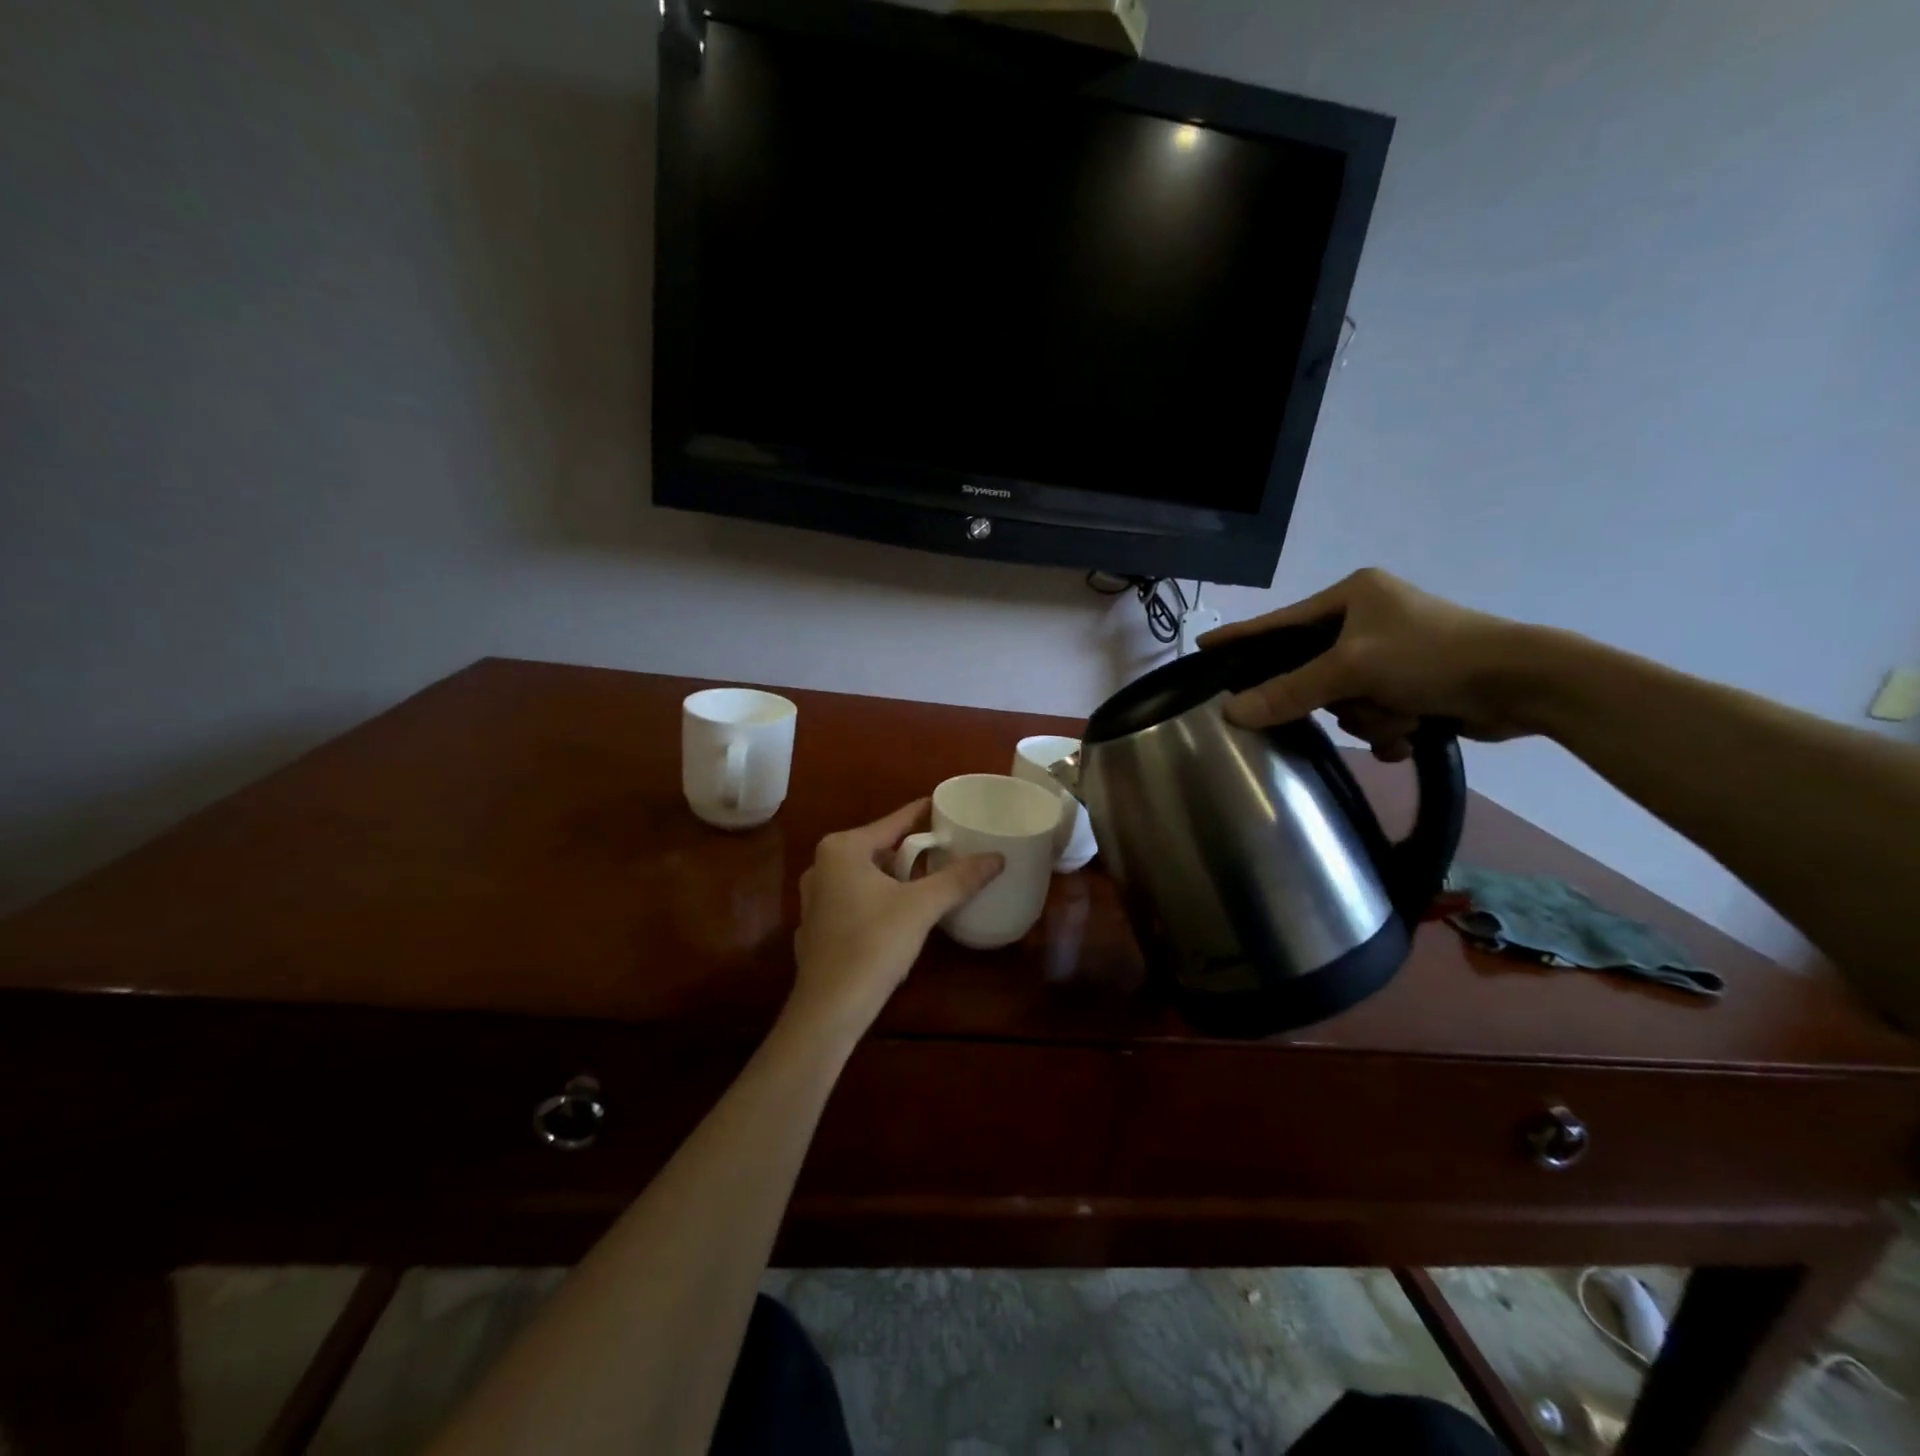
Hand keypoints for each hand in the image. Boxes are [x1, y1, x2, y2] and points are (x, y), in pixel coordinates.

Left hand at [785, 800, 1003, 1040]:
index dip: (922, 813)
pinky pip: (854, 899)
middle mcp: (822, 865)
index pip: (893, 822)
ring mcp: (814, 897)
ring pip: (865, 875)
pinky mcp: (816, 926)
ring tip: (928, 877)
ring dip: (894, 875)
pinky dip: (877, 898)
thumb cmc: (874, 944)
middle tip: (946, 847)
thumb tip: (998, 858)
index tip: (946, 806)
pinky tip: (897, 913)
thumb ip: (959, 878)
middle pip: (878, 847)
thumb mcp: (923, 906)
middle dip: (910, 848)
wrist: (830, 1008)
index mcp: (843, 848)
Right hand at [1199, 568, 1534, 760]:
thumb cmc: (1431, 656)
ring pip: (1344, 700)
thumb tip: (1231, 712)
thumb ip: (1289, 691)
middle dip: (1338, 697)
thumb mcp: (1352, 670)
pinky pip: (1373, 714)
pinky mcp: (1414, 684)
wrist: (1522, 684)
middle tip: (1352, 699)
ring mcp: (1392, 653)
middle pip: (1313, 672)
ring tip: (1402, 714)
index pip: (1281, 622)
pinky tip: (1412, 731)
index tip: (1204, 646)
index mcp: (1352, 596)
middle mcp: (1368, 620)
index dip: (1242, 637)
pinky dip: (1389, 728)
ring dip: (1370, 717)